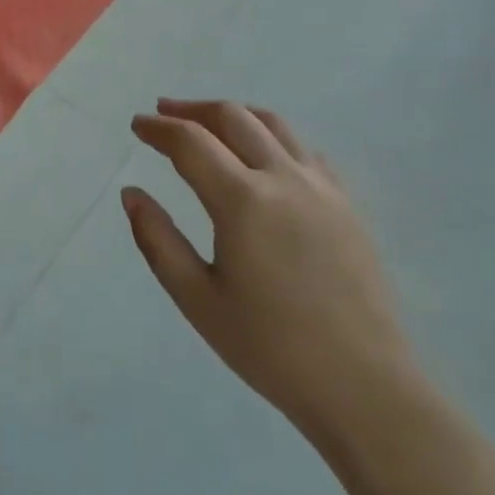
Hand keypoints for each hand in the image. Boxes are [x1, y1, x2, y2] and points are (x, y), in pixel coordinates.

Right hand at [125, 99, 417, 452]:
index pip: (191, 142)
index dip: (158, 128)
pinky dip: (272, 137)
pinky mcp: (346, 203)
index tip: (137, 125)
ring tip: (208, 122)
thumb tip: (132, 194)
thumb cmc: (269, 347)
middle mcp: (283, 178)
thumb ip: (157, 240)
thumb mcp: (197, 298)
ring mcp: (321, 187)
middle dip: (192, 110)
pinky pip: (304, 150)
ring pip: (273, 124)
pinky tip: (262, 157)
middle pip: (232, 117)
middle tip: (163, 113)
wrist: (363, 384)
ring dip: (233, 114)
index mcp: (243, 200)